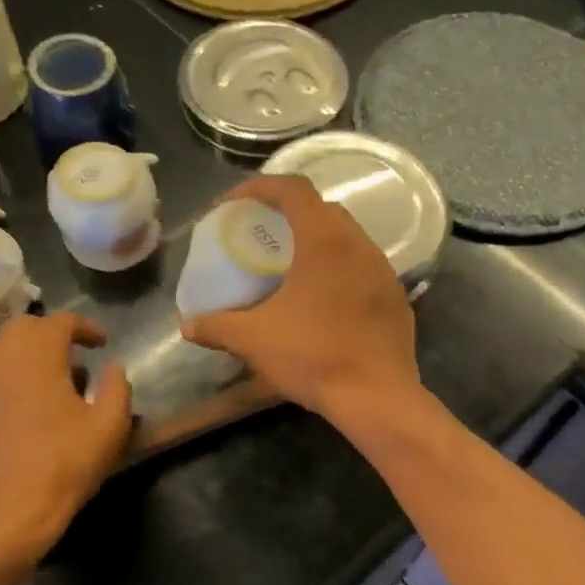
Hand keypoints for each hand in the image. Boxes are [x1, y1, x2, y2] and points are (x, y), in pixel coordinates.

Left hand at [0, 313, 132, 563]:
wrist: (9, 509)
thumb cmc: (66, 463)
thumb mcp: (110, 426)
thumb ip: (117, 387)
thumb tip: (113, 368)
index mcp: (37, 354)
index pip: (61, 321)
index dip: (86, 327)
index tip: (102, 343)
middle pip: (25, 328)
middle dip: (52, 336)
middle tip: (75, 357)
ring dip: (25, 356)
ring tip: (46, 381)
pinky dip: (4, 381)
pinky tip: (19, 407)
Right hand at [180, 175, 421, 423]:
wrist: (376, 397)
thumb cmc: (313, 357)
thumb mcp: (254, 340)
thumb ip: (216, 327)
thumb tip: (187, 326)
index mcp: (325, 240)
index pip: (293, 189)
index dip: (260, 187)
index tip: (235, 204)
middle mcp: (360, 245)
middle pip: (322, 210)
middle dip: (289, 215)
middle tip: (264, 236)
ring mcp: (384, 272)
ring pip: (348, 240)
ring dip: (318, 244)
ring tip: (292, 269)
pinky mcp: (397, 299)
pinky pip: (364, 270)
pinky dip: (340, 272)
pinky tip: (324, 301)